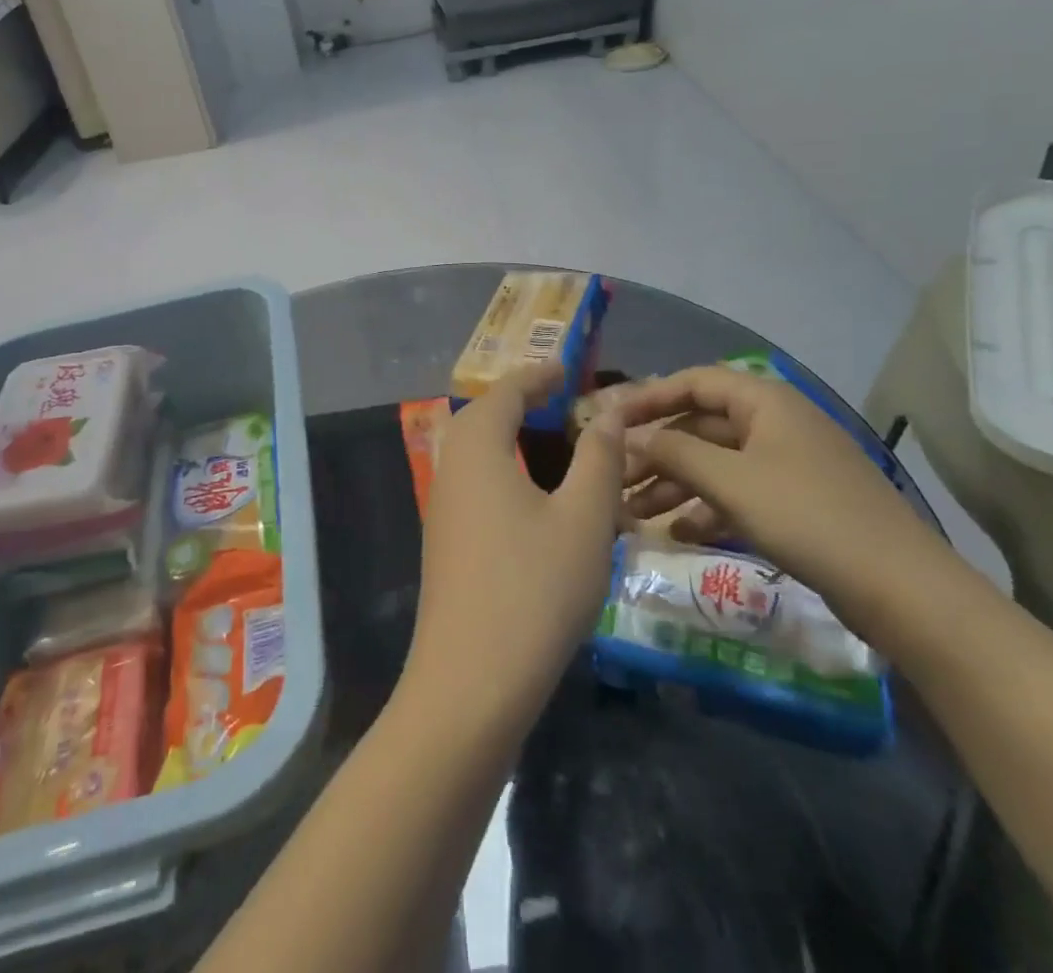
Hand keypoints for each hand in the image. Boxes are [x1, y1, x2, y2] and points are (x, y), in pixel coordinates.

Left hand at [398, 365, 626, 737]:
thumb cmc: (534, 590)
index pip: (505, 391)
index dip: (538, 375)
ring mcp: (443, 509)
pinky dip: (504, 471)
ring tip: (555, 442)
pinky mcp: (446, 543)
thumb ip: (598, 459)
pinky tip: (535, 498)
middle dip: (521, 402)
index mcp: (478, 449)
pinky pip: (476, 484)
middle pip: (482, 417)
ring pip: (476, 453)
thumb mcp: (583, 519)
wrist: (470, 684)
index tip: (569, 368)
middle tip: (563, 400)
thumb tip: (609, 413)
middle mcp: (451, 469)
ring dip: (511, 437)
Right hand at [611, 367, 965, 645]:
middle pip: (700, 425)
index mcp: (764, 400)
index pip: (693, 382)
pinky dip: (705, 508)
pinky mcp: (796, 502)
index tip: (608, 421)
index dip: (647, 397)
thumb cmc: (807, 517)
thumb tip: (626, 435)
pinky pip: (737, 493)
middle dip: (654, 451)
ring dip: (673, 484)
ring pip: (715, 463)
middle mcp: (774, 423)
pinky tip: (677, 535)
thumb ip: (673, 452)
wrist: (902, 589)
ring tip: (632, 515)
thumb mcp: (731, 481)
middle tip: (614, 478)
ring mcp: (787, 463)